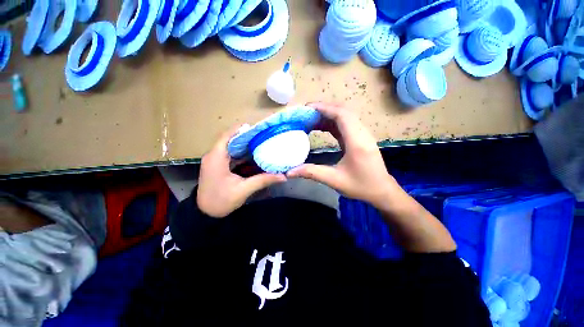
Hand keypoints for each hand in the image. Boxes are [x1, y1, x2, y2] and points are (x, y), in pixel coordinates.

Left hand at [197, 126, 286, 217]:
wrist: (205, 214)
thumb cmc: (221, 201)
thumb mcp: (243, 190)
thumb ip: (263, 180)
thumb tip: (282, 176)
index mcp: (216, 158)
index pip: (227, 136)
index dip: (241, 129)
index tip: (256, 127)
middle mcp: (213, 155)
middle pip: (229, 139)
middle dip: (246, 136)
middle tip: (263, 134)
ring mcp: (214, 160)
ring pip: (230, 146)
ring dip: (244, 144)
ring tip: (260, 141)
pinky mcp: (217, 165)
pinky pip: (230, 154)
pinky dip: (241, 152)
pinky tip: (253, 154)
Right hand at [287, 103, 400, 208]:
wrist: (382, 191)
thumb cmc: (361, 186)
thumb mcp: (334, 180)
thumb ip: (312, 173)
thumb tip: (290, 172)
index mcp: (357, 142)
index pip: (342, 116)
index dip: (324, 108)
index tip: (307, 108)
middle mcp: (361, 134)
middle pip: (343, 112)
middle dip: (324, 110)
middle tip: (305, 114)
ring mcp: (362, 135)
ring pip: (345, 117)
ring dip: (328, 115)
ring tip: (310, 119)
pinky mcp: (360, 138)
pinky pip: (345, 125)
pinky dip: (332, 123)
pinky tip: (321, 127)